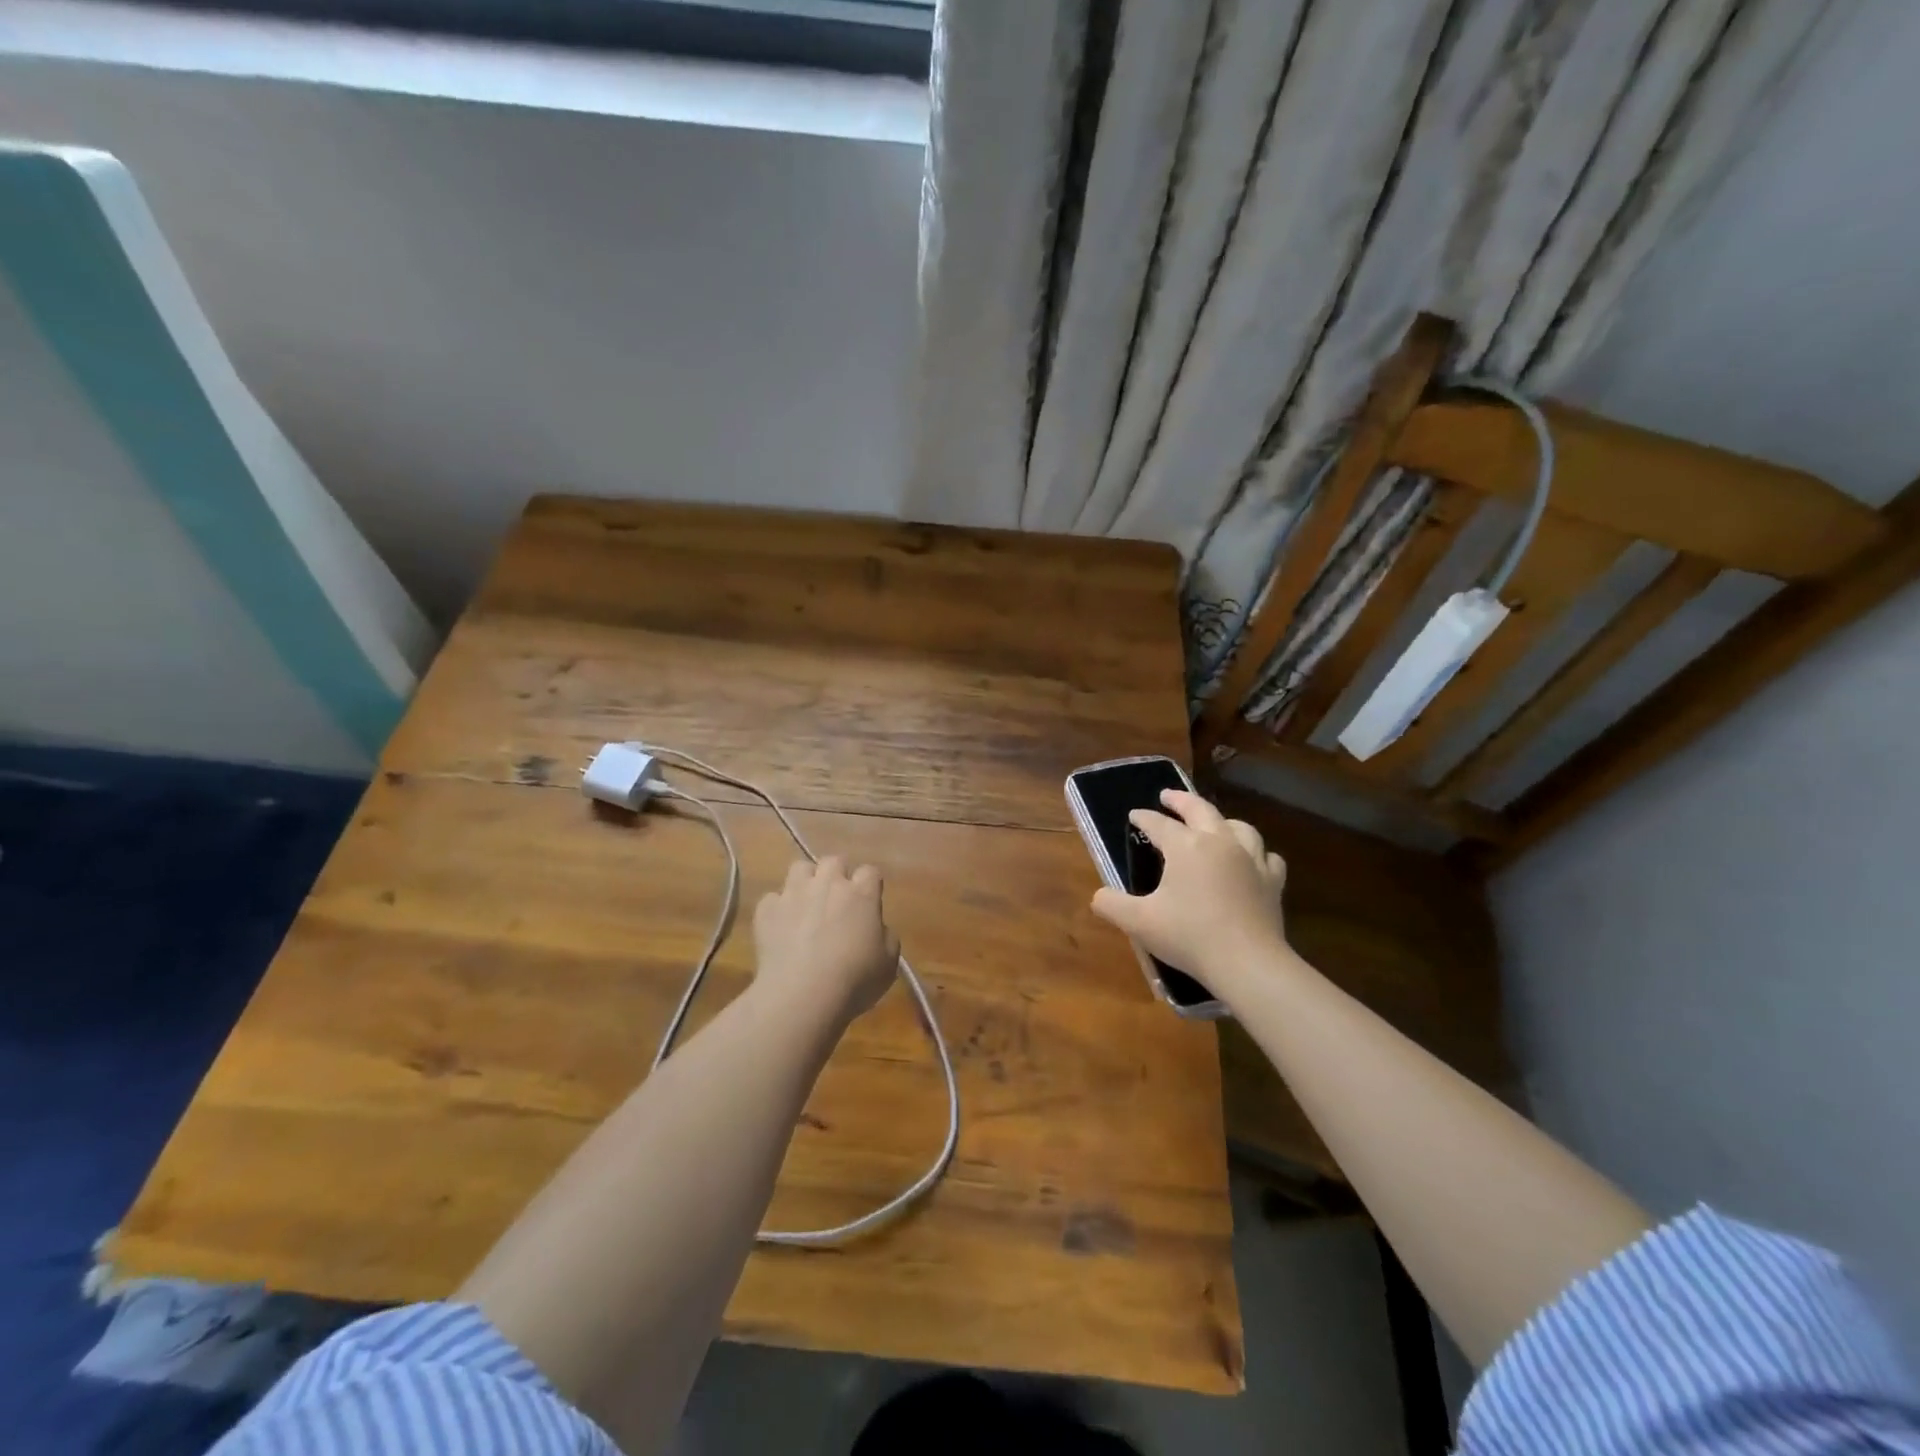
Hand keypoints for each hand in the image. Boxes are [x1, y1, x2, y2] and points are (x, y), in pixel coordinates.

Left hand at [752, 857, 900, 1026]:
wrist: (802, 995)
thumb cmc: (854, 980)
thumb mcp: (888, 963)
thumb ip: (885, 935)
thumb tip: (874, 927)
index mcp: (862, 894)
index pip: (869, 871)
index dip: (868, 885)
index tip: (868, 902)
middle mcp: (828, 884)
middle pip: (834, 861)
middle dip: (836, 875)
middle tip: (836, 900)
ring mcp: (794, 893)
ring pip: (799, 868)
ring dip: (805, 882)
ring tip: (805, 904)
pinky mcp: (767, 909)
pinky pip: (772, 899)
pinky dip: (777, 909)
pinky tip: (780, 928)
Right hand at [1090, 790, 1288, 1002]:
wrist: (1247, 962)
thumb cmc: (1188, 936)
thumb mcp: (1138, 922)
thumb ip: (1112, 904)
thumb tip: (1098, 896)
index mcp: (1185, 846)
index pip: (1158, 824)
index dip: (1143, 818)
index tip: (1133, 815)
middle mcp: (1219, 842)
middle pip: (1200, 810)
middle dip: (1181, 801)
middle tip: (1168, 796)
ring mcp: (1251, 860)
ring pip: (1238, 826)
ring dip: (1222, 820)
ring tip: (1214, 823)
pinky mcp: (1272, 881)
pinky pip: (1267, 857)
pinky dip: (1256, 852)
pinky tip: (1252, 860)